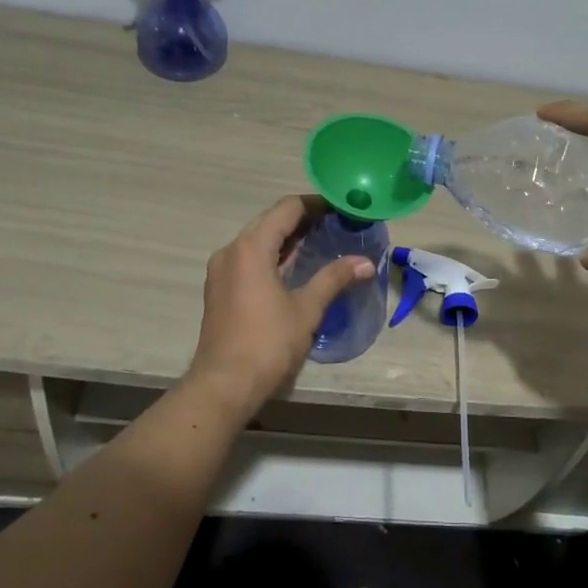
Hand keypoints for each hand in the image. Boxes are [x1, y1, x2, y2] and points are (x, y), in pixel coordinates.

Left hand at [187, 195, 374, 408]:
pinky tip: (296, 268)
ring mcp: (222, 271)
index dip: (317, 204)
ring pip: (258, 241)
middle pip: (270, 221)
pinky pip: (249, 259)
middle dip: (304, 220)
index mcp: (250, 247)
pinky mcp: (220, 289)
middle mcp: (231, 251)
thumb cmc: (267, 342)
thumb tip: (366, 262)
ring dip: (288, 238)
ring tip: (322, 242)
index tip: (343, 207)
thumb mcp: (307, 308)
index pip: (287, 209)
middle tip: (338, 224)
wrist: (224, 384)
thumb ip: (334, 278)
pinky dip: (273, 256)